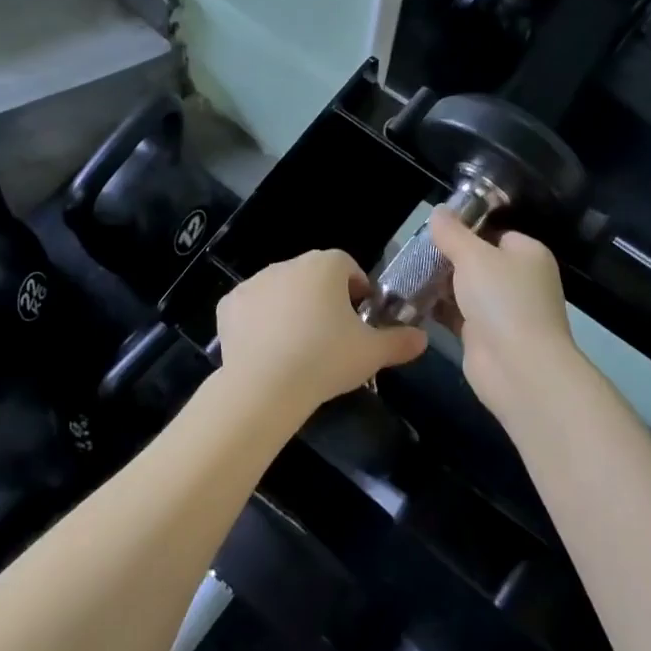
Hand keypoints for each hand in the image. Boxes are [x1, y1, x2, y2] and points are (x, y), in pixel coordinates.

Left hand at [214, 250, 426, 417]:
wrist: (264, 385)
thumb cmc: (325, 359)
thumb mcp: (372, 353)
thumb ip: (400, 341)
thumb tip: (422, 338)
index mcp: (325, 266)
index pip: (347, 266)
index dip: (357, 289)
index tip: (360, 317)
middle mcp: (287, 264)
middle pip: (312, 276)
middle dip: (323, 298)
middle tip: (331, 336)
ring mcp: (254, 282)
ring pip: (280, 290)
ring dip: (290, 308)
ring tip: (298, 347)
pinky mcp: (229, 304)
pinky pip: (251, 308)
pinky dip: (259, 322)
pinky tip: (267, 350)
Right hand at [429, 210, 579, 417]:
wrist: (518, 367)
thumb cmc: (502, 299)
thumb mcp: (473, 256)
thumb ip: (452, 233)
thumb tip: (438, 210)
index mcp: (527, 254)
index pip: (494, 232)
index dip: (465, 229)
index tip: (433, 230)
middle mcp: (519, 280)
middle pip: (477, 261)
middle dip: (446, 258)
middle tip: (412, 252)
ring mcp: (502, 310)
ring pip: (464, 288)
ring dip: (438, 284)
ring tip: (405, 273)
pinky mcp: (484, 335)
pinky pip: (457, 314)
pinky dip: (437, 308)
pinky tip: (409, 300)